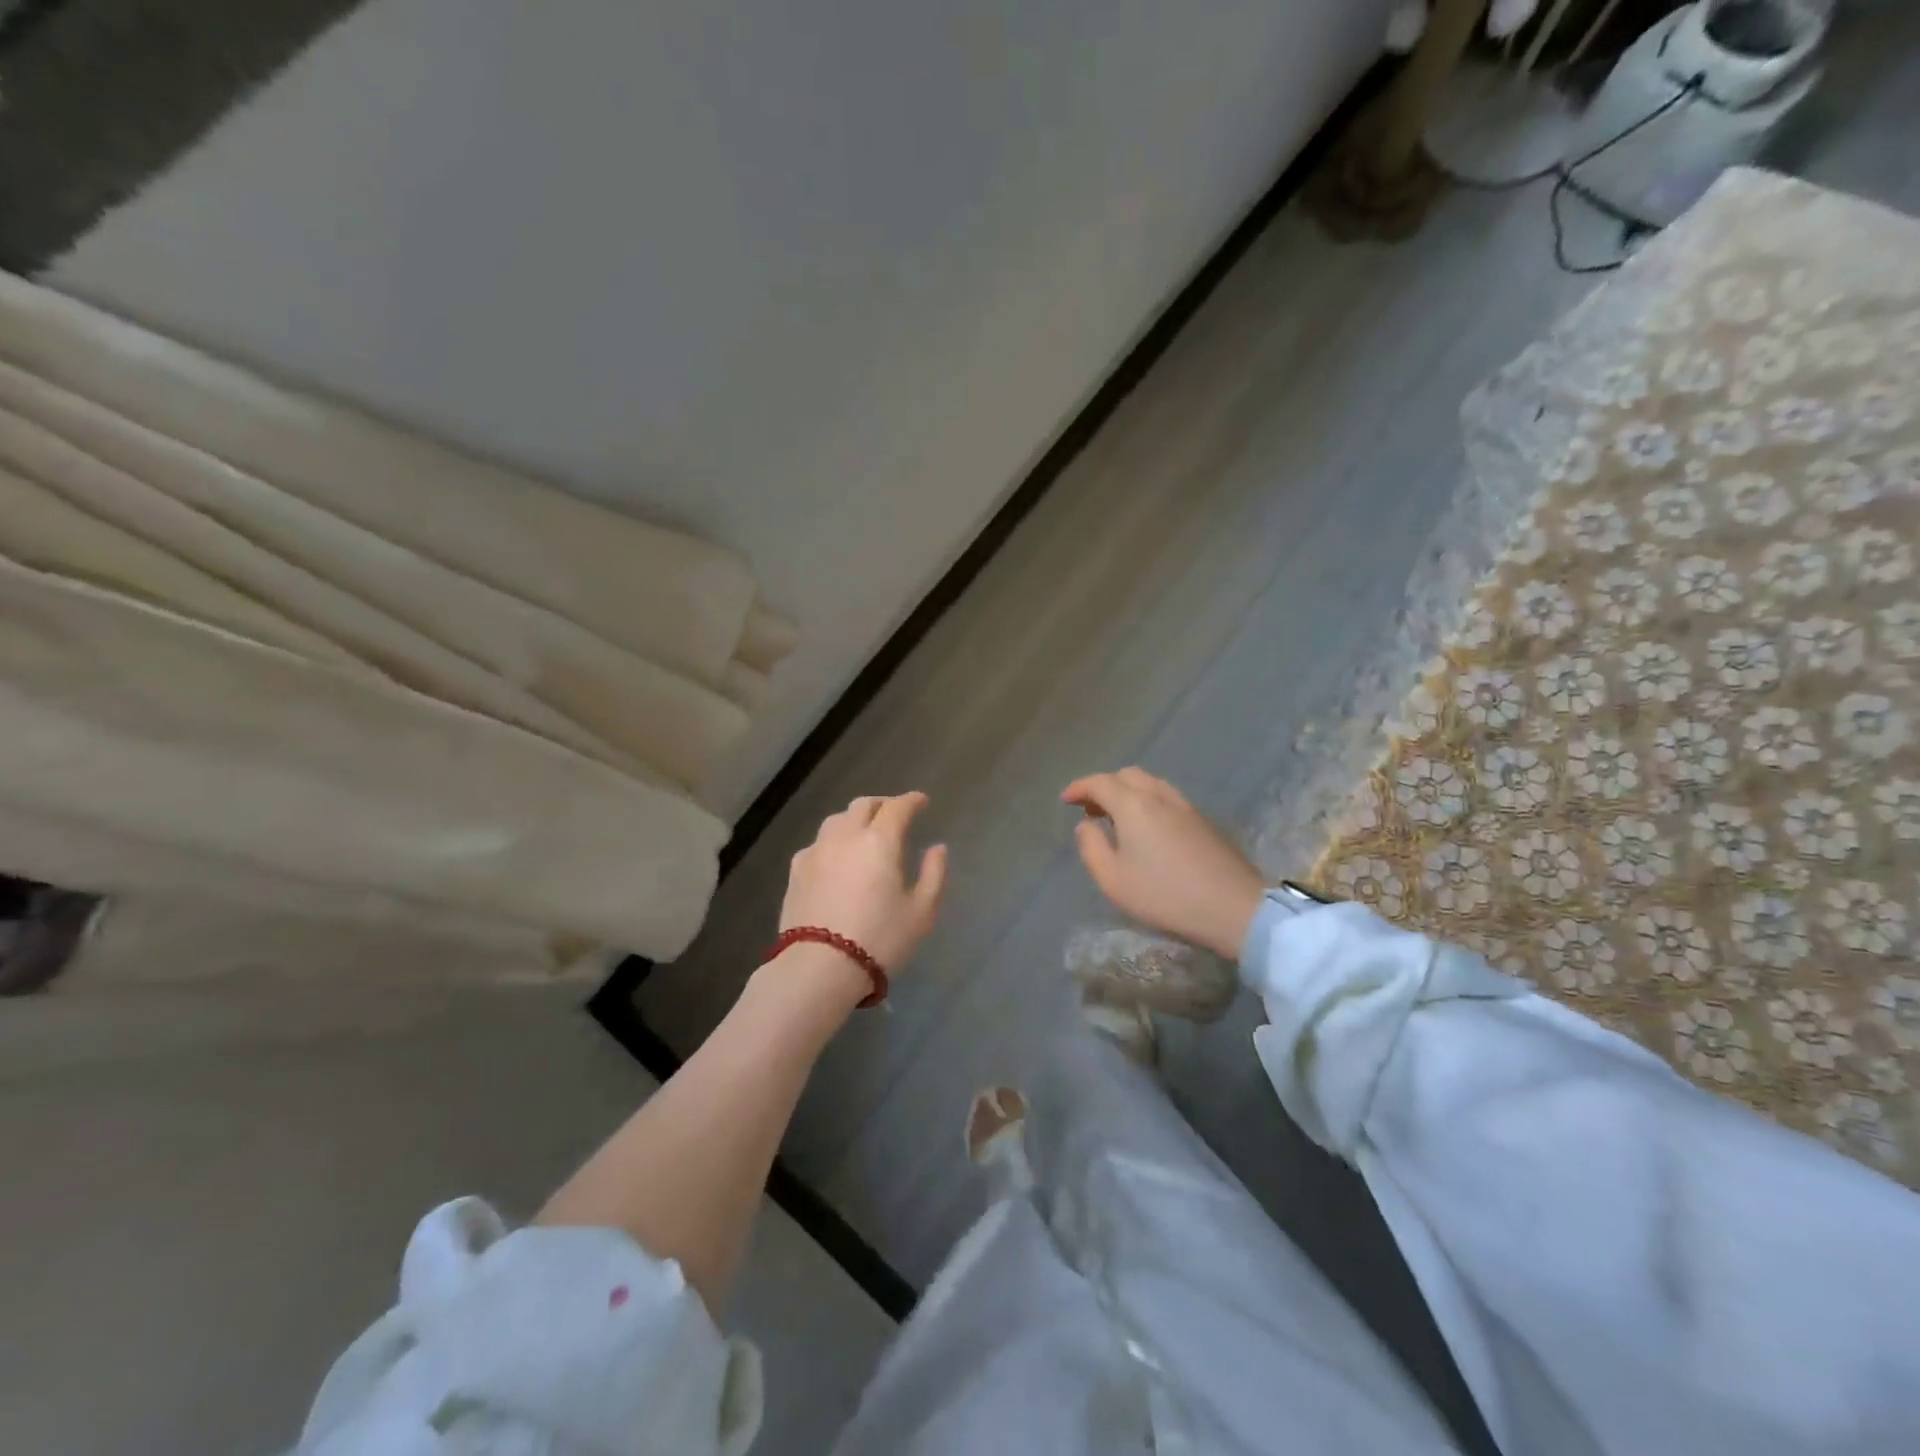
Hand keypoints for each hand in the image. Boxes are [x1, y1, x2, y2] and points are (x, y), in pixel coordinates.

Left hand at [780, 792, 947, 975]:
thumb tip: (938, 848)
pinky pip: (818, 843)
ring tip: (864, 833)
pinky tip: (836, 858)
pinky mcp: (796, 871)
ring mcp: (816, 851)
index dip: (912, 800)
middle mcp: (845, 836)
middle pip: (863, 806)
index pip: (897, 807)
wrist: (819, 968)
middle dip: (882, 805)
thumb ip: (934, 874)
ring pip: (836, 820)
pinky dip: (833, 841)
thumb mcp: (921, 912)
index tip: (921, 802)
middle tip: (894, 815)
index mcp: (879, 841)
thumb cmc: (879, 940)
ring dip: (854, 819)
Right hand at [1062, 769, 1265, 959]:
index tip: (1066, 799)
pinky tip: (1148, 829)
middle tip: (1091, 809)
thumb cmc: (1164, 895)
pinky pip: (1167, 798)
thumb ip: (1091, 847)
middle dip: (1104, 786)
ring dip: (1128, 793)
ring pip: (1151, 784)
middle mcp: (1159, 796)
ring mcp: (1186, 806)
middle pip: (1127, 775)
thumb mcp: (1113, 879)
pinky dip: (1148, 802)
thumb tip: (1086, 825)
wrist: (1233, 907)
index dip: (1079, 787)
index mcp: (1133, 805)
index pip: (1100, 782)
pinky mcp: (1204, 821)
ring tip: (1117, 818)